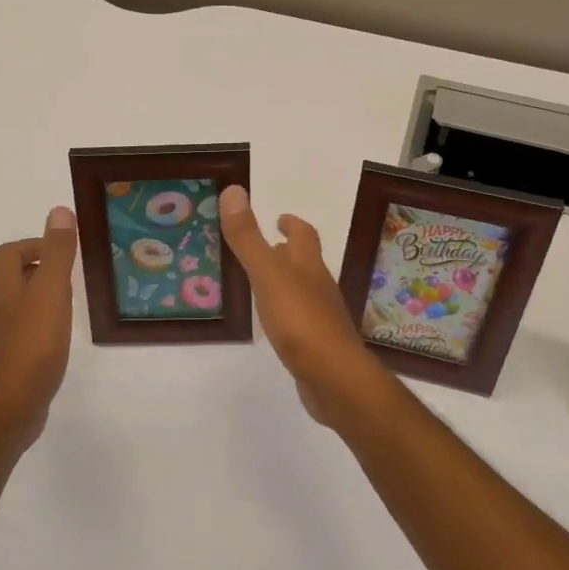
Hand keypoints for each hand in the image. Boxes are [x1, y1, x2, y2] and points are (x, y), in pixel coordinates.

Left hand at [0, 207, 78, 444]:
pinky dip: (32, 322)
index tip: (65, 255)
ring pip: (11, 302)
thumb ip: (57, 252)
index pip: (10, 251)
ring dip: (35, 296)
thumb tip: (58, 212)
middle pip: (9, 275)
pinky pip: (13, 327)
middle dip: (38, 270)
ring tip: (65, 306)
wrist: (10, 405)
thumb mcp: (52, 291)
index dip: (37, 246)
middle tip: (69, 279)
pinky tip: (52, 337)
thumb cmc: (33, 342)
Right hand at [219, 185, 399, 429]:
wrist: (335, 378)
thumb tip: (233, 191)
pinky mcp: (318, 345)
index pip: (304, 235)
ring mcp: (322, 317)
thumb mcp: (267, 275)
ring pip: (303, 290)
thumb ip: (248, 238)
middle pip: (306, 262)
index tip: (279, 217)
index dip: (292, 223)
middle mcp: (319, 287)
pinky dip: (287, 312)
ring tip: (262, 282)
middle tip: (265, 246)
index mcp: (308, 266)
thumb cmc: (300, 321)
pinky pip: (301, 319)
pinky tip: (274, 323)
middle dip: (288, 251)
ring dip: (286, 281)